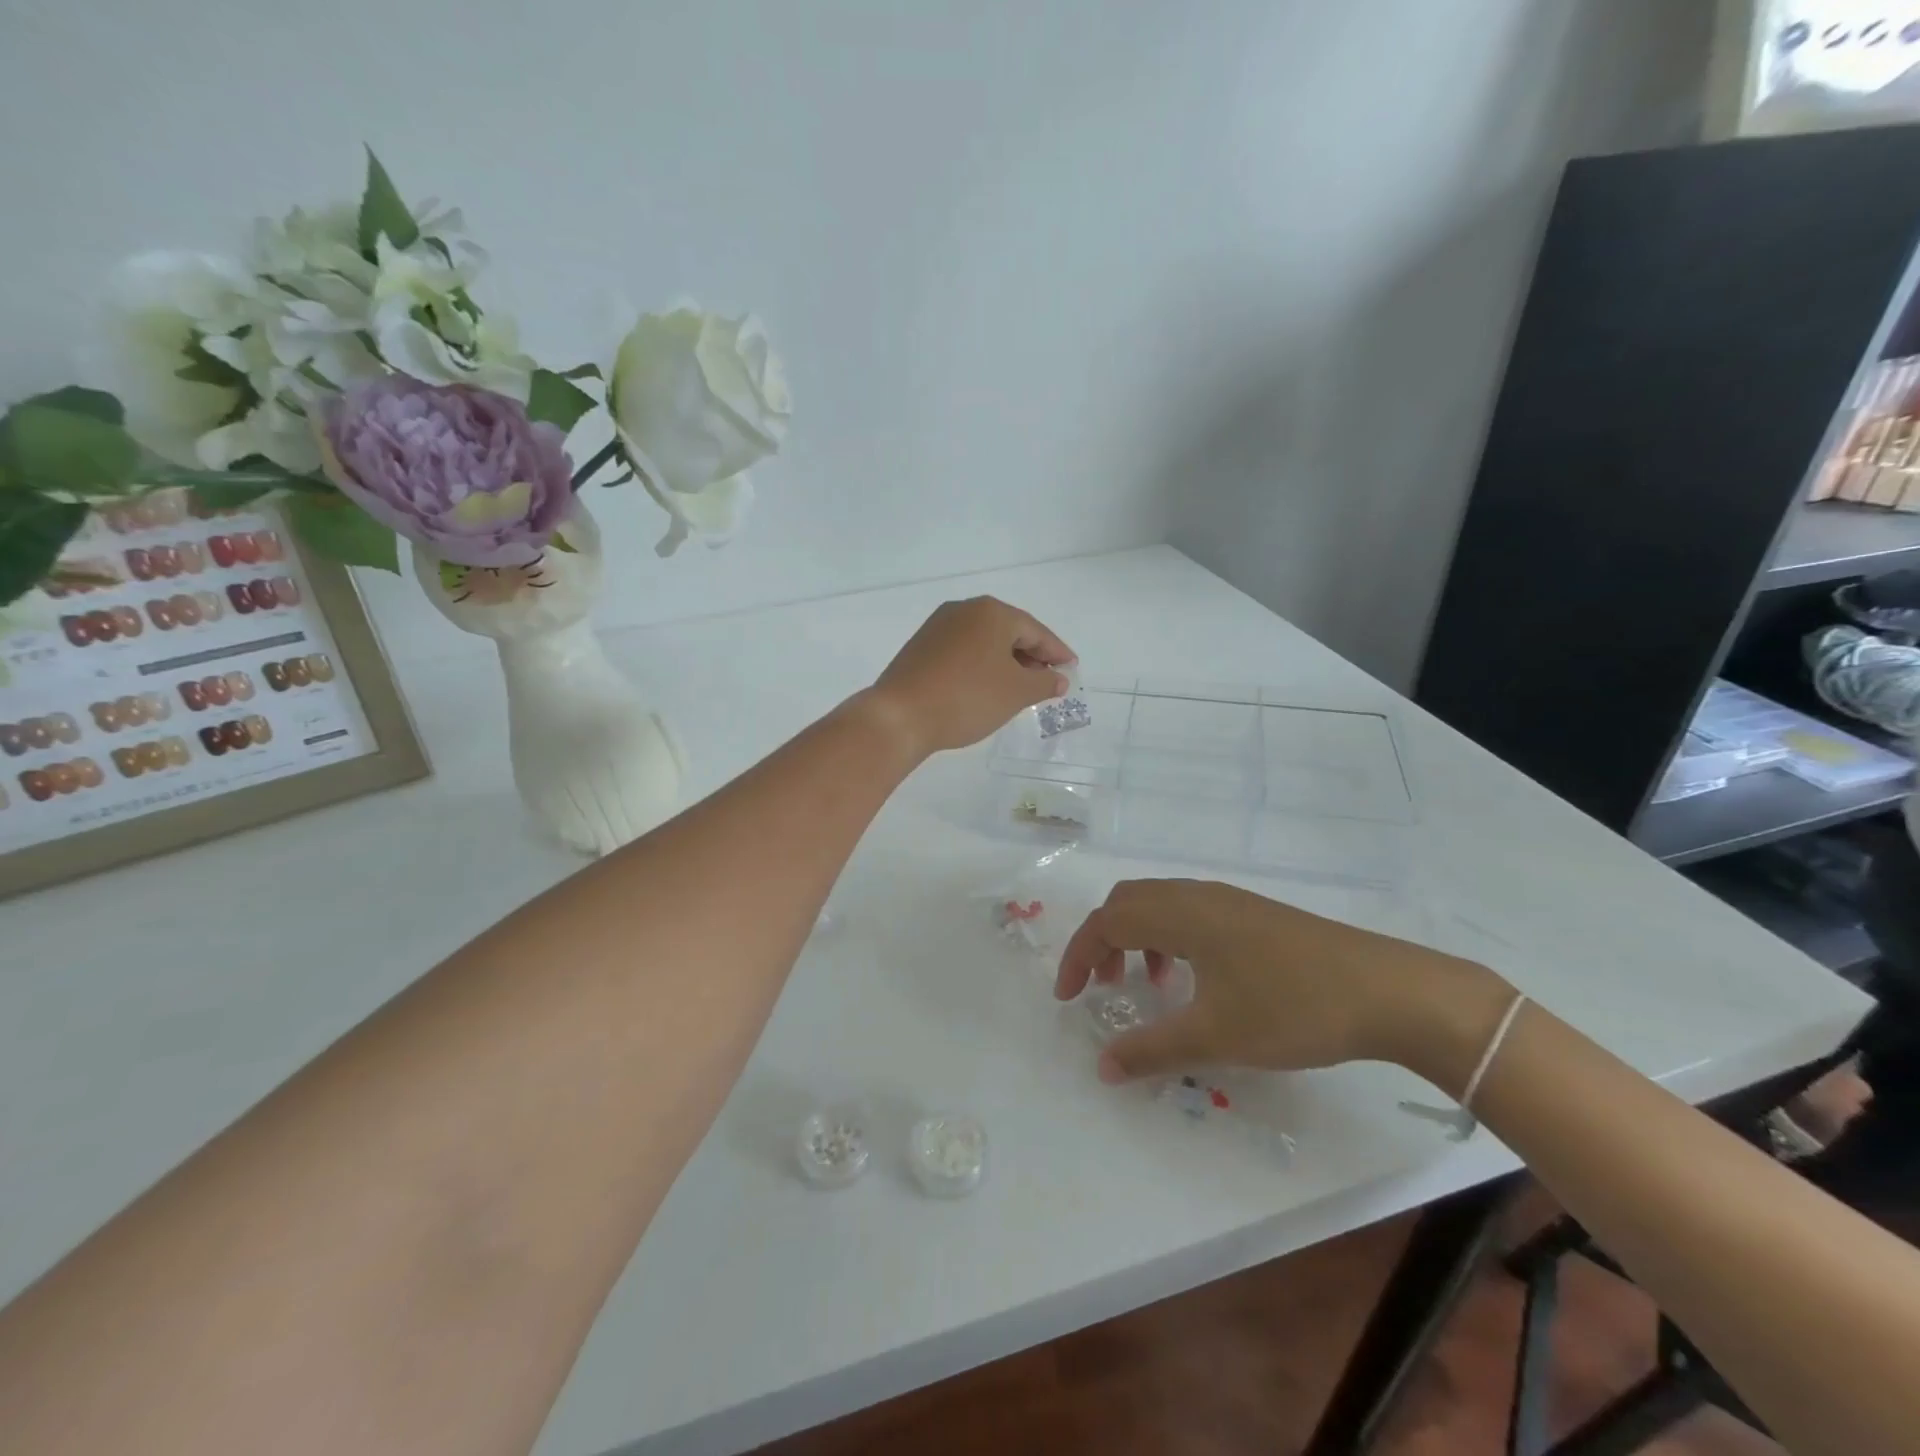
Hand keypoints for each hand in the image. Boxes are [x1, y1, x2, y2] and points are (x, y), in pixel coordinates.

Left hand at [864, 596, 1074, 758]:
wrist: (900, 715)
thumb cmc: (967, 698)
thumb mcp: (1016, 693)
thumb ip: (1044, 682)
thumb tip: (1058, 678)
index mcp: (992, 612)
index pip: (1036, 631)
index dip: (1057, 652)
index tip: (1071, 669)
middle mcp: (964, 610)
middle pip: (1009, 632)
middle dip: (1031, 656)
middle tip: (1048, 680)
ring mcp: (938, 627)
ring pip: (984, 642)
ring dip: (1006, 662)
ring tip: (1020, 688)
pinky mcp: (920, 647)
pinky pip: (963, 651)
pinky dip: (981, 666)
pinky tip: (986, 687)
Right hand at [1055, 879, 1512, 1090]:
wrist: (1388, 991)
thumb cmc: (1292, 1008)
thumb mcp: (1215, 1036)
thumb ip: (1151, 1050)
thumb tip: (1101, 1067)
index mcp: (1180, 914)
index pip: (1107, 920)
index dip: (1078, 956)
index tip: (1069, 999)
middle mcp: (1197, 896)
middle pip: (1127, 902)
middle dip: (1103, 942)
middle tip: (1101, 987)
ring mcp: (1228, 900)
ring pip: (1159, 905)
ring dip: (1137, 939)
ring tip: (1147, 985)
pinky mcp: (1253, 913)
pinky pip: (1189, 913)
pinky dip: (1169, 938)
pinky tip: (1194, 980)